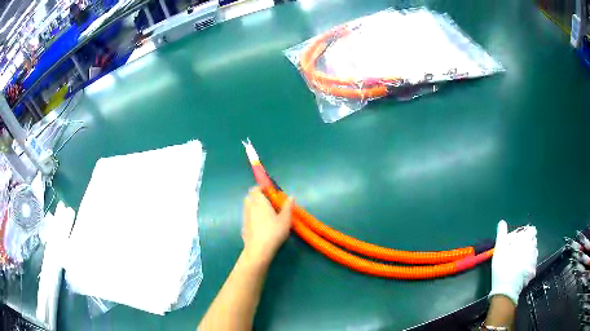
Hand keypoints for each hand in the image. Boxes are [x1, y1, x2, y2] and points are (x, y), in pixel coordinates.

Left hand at [241, 187, 293, 263]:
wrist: (258, 249)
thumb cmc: (273, 232)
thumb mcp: (285, 219)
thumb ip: (288, 207)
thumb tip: (291, 196)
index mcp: (259, 202)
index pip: (255, 189)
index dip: (261, 188)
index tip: (270, 192)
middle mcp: (249, 207)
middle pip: (250, 197)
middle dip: (258, 197)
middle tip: (270, 203)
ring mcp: (245, 217)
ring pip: (248, 207)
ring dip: (255, 207)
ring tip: (266, 215)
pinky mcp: (243, 227)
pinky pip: (248, 218)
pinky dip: (253, 217)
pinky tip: (261, 226)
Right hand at [489, 220, 537, 304]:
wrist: (506, 290)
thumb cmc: (503, 267)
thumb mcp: (499, 249)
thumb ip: (502, 234)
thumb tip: (502, 222)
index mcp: (527, 241)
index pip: (532, 230)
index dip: (525, 233)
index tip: (517, 240)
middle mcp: (533, 249)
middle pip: (533, 241)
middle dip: (526, 244)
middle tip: (516, 251)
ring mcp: (534, 261)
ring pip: (533, 253)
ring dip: (527, 254)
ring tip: (517, 261)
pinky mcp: (532, 272)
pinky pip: (532, 264)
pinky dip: (527, 265)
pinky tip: (519, 271)